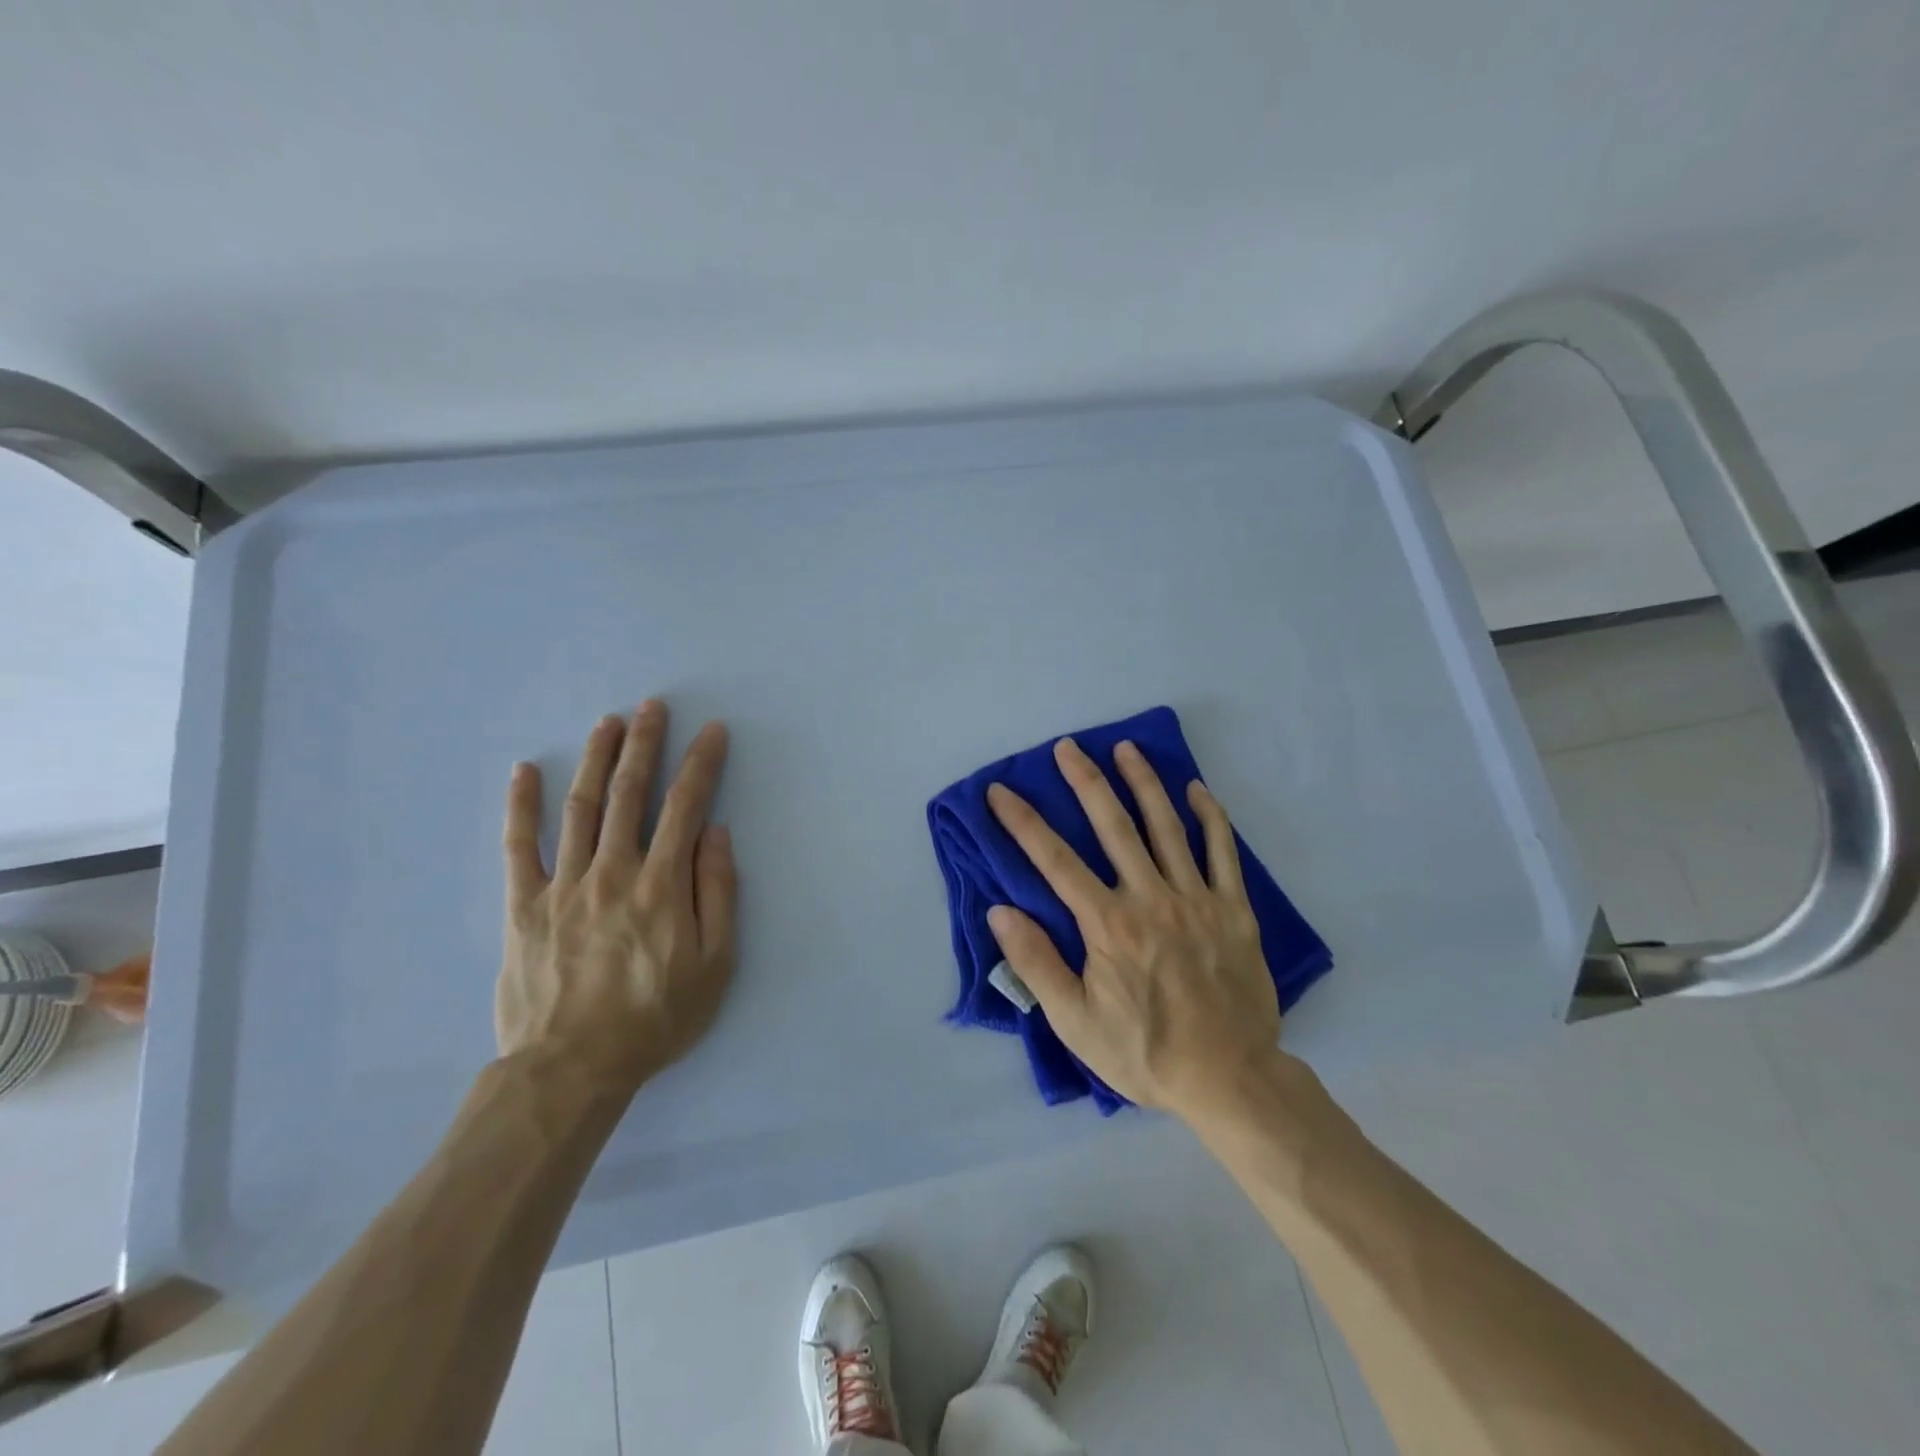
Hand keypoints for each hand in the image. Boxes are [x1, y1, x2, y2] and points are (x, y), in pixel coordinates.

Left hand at [497, 700, 736, 1095]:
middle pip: (631, 793)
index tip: (712, 731)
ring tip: (608, 722)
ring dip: (596, 759)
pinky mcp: (523, 905)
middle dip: (645, 744)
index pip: (686, 806)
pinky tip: (525, 770)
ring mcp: (564, 884)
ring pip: (582, 807)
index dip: (701, 763)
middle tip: (653, 706)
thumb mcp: (716, 964)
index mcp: (662, 884)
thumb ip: (718, 893)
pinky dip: (521, 806)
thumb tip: (715, 833)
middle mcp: (614, 870)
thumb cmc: (656, 1018)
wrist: (572, 1068)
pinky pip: (519, 847)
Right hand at [986, 737, 1281, 1117]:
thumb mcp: (1075, 1023)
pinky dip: (1211, 817)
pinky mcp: (1235, 910)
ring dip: (1143, 783)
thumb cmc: (1145, 1052)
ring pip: (1167, 827)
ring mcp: (1197, 900)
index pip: (1055, 861)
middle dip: (1086, 781)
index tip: (1000, 792)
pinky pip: (1223, 853)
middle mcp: (1151, 898)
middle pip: (1113, 826)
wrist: (1230, 1079)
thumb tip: (1001, 911)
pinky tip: (1197, 789)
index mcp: (1108, 924)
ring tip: (1126, 748)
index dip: (1023, 823)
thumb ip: (1037, 964)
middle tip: (1067, 746)